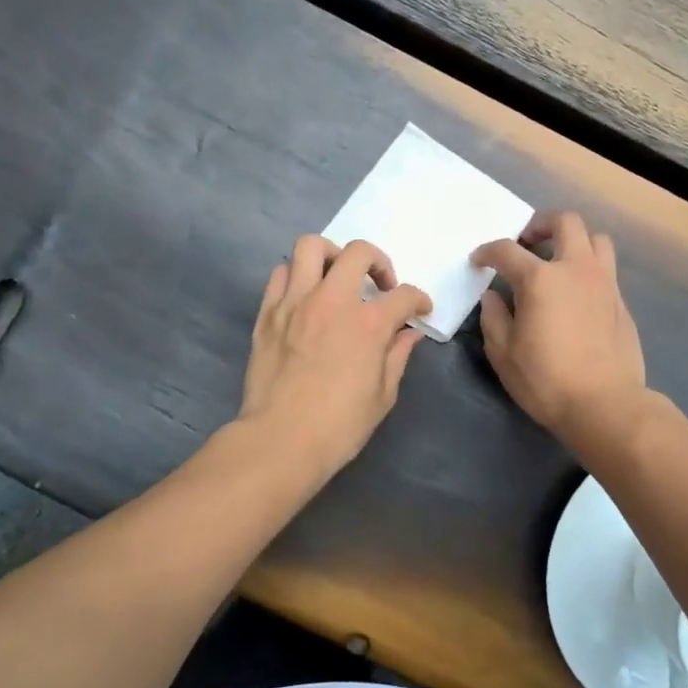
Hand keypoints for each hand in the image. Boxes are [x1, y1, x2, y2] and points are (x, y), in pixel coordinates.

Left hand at [239, 235, 432, 477]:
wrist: (280, 440)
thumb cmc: (339, 425)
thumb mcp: (383, 395)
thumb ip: (397, 356)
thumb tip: (408, 334)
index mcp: (369, 323)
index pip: (404, 295)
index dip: (418, 300)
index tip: (419, 309)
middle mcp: (333, 300)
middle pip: (358, 253)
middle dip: (378, 262)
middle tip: (379, 286)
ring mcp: (296, 302)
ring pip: (311, 247)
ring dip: (331, 257)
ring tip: (337, 278)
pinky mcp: (268, 312)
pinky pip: (280, 274)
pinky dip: (297, 276)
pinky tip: (305, 296)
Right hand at [471, 210, 647, 446]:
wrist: (606, 405)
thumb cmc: (546, 380)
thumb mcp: (504, 354)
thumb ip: (494, 318)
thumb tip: (493, 297)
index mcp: (540, 279)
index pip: (507, 250)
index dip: (487, 252)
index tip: (479, 261)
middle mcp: (575, 269)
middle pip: (564, 222)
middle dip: (541, 224)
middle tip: (527, 242)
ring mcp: (604, 282)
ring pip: (595, 238)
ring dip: (574, 240)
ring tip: (559, 260)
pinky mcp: (621, 301)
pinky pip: (606, 268)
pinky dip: (589, 268)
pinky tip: (577, 294)